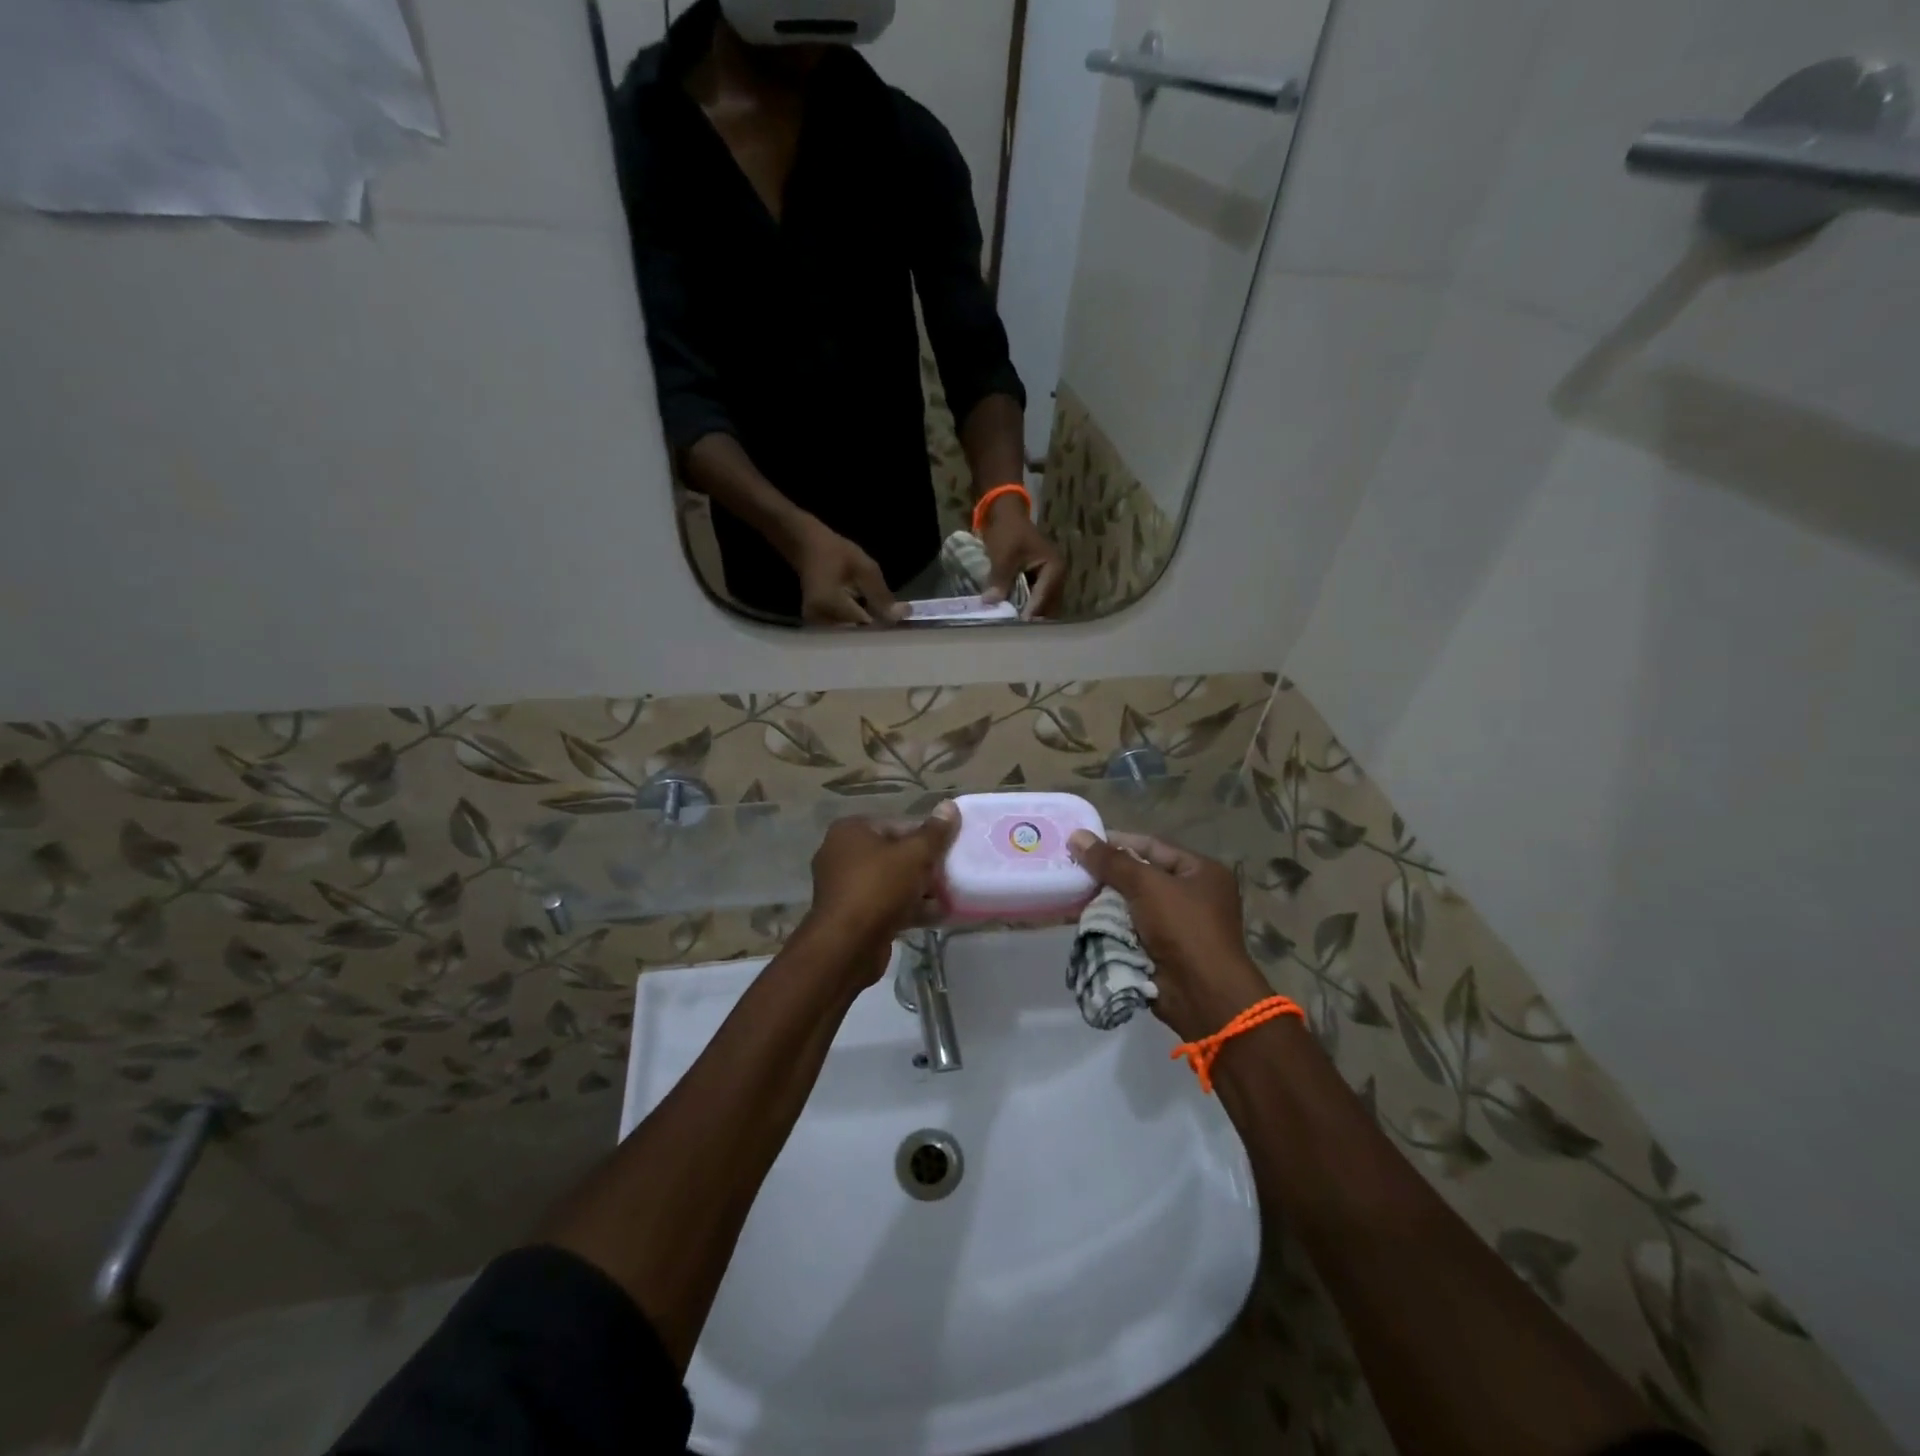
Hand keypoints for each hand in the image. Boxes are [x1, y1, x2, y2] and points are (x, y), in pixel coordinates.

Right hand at [790, 518, 902, 626]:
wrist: (805, 546)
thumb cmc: (834, 552)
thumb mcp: (864, 568)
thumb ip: (882, 595)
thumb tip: (903, 615)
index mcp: (828, 604)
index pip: (863, 625)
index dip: (883, 625)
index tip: (901, 624)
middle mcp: (818, 620)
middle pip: (855, 634)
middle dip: (875, 628)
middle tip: (893, 622)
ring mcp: (815, 624)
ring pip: (849, 633)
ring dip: (866, 626)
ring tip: (880, 618)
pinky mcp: (816, 624)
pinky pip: (842, 629)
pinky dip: (855, 623)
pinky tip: (865, 615)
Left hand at [801, 806, 960, 984]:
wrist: (847, 945)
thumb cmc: (879, 887)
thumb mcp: (914, 855)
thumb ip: (935, 832)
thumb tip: (949, 805)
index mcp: (851, 831)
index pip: (898, 824)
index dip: (927, 837)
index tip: (949, 851)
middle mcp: (841, 853)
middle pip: (895, 853)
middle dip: (924, 866)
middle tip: (950, 875)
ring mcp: (844, 886)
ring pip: (891, 881)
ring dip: (919, 889)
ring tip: (948, 898)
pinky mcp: (851, 914)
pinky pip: (885, 904)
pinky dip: (907, 908)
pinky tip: (935, 916)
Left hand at [980, 495, 1065, 618]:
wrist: (1005, 513)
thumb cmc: (1008, 531)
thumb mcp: (1003, 554)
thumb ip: (999, 579)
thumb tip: (991, 602)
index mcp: (1055, 569)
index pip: (1043, 597)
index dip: (1030, 613)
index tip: (1017, 628)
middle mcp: (1057, 577)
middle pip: (1046, 607)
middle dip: (1030, 619)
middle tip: (1014, 634)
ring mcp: (1048, 581)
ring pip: (1040, 606)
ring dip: (1027, 616)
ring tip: (1012, 630)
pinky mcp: (1038, 582)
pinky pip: (1032, 600)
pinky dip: (1023, 608)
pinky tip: (1010, 618)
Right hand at [1067, 831, 1273, 1041]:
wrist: (1202, 994)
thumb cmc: (1183, 928)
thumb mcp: (1147, 886)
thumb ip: (1111, 861)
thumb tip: (1077, 835)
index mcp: (1201, 872)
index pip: (1153, 846)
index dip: (1118, 842)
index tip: (1083, 841)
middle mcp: (1192, 895)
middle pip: (1141, 876)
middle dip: (1107, 874)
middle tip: (1071, 868)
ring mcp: (1177, 925)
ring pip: (1131, 904)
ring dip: (1104, 901)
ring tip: (1070, 892)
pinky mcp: (1162, 950)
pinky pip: (1130, 928)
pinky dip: (1109, 924)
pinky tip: (1082, 918)